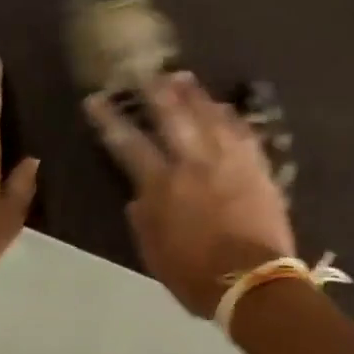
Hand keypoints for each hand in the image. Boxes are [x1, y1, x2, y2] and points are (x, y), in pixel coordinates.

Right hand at [85, 72, 294, 316]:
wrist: (254, 282)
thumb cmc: (196, 276)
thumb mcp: (155, 254)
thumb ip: (143, 220)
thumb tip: (137, 196)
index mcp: (162, 186)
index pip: (129, 143)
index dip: (110, 119)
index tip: (96, 100)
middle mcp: (194, 163)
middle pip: (172, 116)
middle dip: (155, 91)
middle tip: (145, 72)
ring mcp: (229, 161)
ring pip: (209, 116)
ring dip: (194, 94)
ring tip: (183, 77)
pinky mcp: (257, 168)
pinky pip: (243, 132)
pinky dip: (231, 117)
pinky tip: (225, 107)